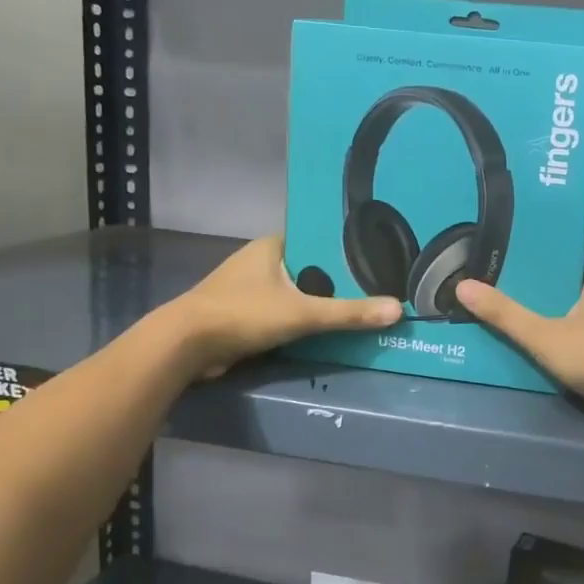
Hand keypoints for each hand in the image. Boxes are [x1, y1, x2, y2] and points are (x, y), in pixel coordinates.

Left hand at [169, 236, 400, 379]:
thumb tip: (398, 309)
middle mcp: (261, 261)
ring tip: (361, 305)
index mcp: (272, 246)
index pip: (317, 238)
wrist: (184, 346)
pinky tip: (328, 329)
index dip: (344, 246)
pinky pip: (284, 312)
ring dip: (320, 301)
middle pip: (310, 267)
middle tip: (377, 284)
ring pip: (296, 292)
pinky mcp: (244, 314)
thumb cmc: (242, 314)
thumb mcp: (302, 313)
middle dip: (337, 278)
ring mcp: (250, 289)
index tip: (376, 254)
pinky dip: (303, 320)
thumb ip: (348, 313)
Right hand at [454, 272, 583, 435]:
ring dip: (583, 344)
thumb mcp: (539, 333)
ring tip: (551, 353)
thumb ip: (504, 314)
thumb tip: (462, 287)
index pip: (580, 279)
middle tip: (537, 327)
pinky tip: (577, 376)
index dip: (559, 290)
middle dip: (569, 318)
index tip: (536, 300)